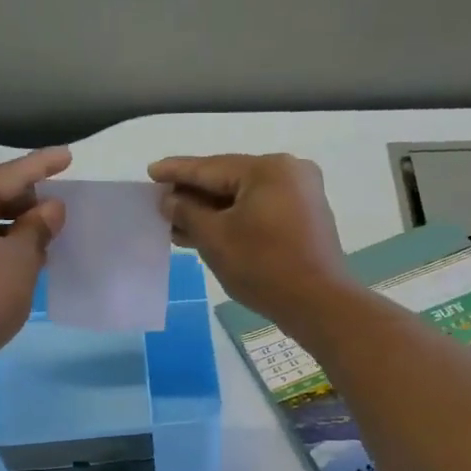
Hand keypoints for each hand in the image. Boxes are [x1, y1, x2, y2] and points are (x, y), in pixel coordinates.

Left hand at [0, 147, 69, 370]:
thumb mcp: (20, 258)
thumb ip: (38, 227)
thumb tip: (51, 207)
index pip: (8, 175)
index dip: (42, 166)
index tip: (67, 156)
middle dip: (26, 206)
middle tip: (59, 213)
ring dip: (12, 232)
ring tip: (45, 242)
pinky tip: (17, 265)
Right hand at [148, 153, 355, 324]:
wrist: (319, 304)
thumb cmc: (264, 267)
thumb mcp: (216, 239)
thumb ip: (188, 213)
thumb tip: (170, 200)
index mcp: (268, 168)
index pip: (211, 167)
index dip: (177, 172)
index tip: (151, 172)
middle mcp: (289, 173)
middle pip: (230, 180)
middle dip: (194, 196)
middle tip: (161, 202)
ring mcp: (302, 196)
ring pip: (245, 199)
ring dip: (212, 213)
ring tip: (177, 224)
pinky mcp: (305, 220)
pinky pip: (260, 213)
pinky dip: (235, 222)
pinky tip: (208, 233)